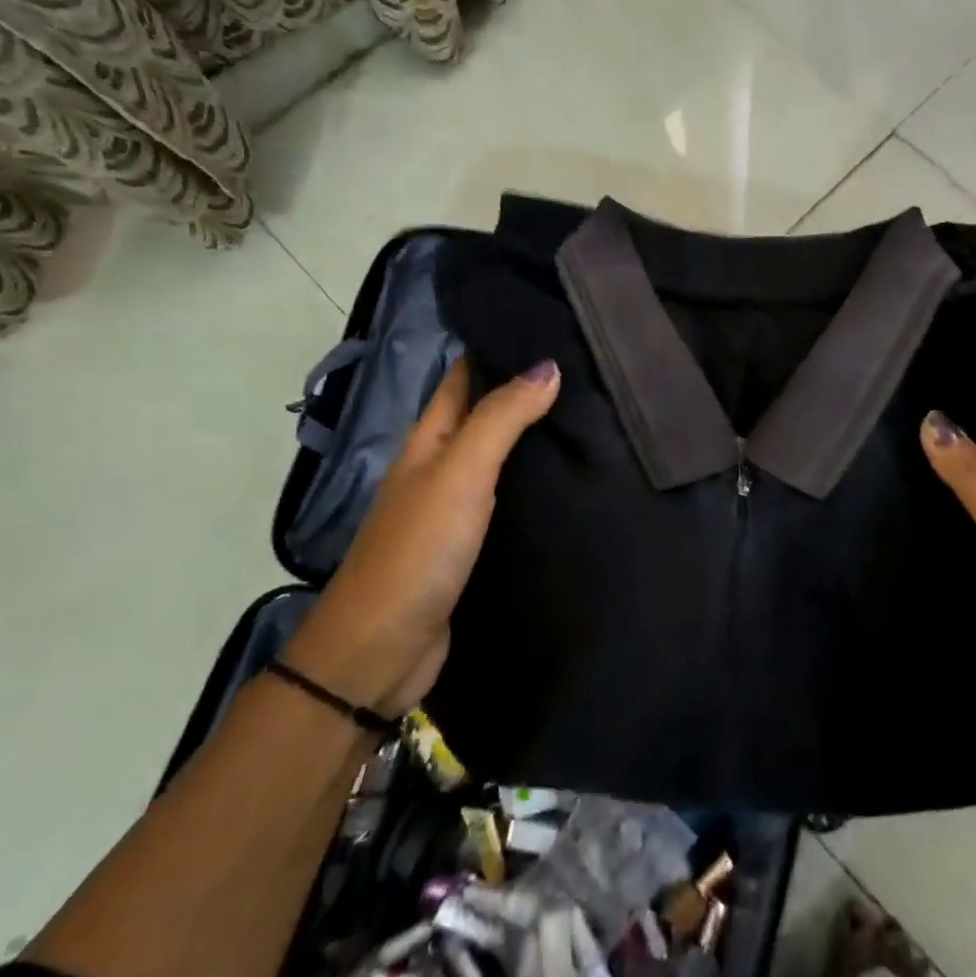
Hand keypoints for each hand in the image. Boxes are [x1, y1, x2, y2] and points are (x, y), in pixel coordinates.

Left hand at [284, 357, 559, 716]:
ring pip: (502, 457)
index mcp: (429, 440)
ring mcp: (456, 507)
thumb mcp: (460, 473)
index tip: (549, 325)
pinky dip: (537, 483)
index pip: (464, 376)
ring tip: (593, 415)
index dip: (497, 348)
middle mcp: (441, 466)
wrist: (383, 650)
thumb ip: (501, 419)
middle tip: (589, 369)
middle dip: (527, 389)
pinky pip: (511, 499)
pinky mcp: (473, 544)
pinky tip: (572, 479)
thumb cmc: (418, 550)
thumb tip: (548, 364)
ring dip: (536, 437)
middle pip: (486, 414)